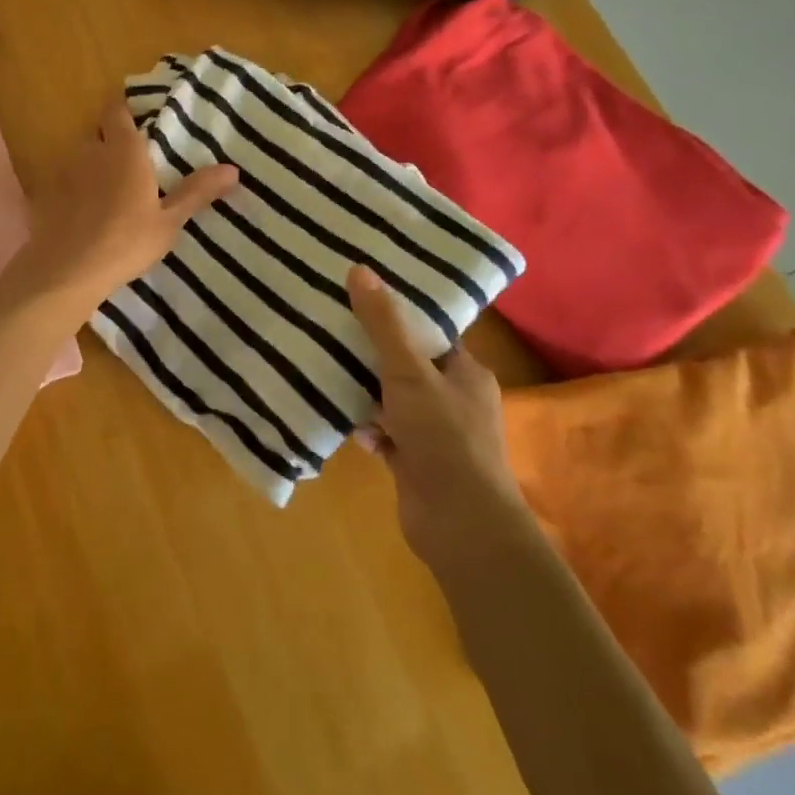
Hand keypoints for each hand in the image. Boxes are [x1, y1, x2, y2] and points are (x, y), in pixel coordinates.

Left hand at [21, 95, 238, 311]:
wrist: (66, 272)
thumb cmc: (125, 242)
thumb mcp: (168, 221)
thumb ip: (196, 192)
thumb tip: (232, 169)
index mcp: (123, 150)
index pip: (117, 111)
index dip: (124, 109)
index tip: (137, 116)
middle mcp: (90, 152)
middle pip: (98, 134)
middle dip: (110, 141)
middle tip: (131, 161)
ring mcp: (63, 173)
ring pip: (78, 158)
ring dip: (91, 166)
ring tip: (107, 189)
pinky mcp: (44, 196)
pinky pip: (62, 183)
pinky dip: (72, 190)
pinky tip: (81, 212)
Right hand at [347, 266, 524, 568]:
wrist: (461, 525)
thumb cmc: (443, 436)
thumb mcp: (408, 371)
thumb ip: (383, 324)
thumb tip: (360, 268)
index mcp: (466, 373)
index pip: (432, 334)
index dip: (400, 317)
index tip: (363, 299)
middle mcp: (455, 401)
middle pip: (409, 367)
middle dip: (375, 355)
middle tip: (334, 331)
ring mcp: (436, 435)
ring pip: (394, 402)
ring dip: (367, 394)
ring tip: (328, 369)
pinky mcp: (417, 464)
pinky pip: (386, 436)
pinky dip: (368, 430)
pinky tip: (345, 424)